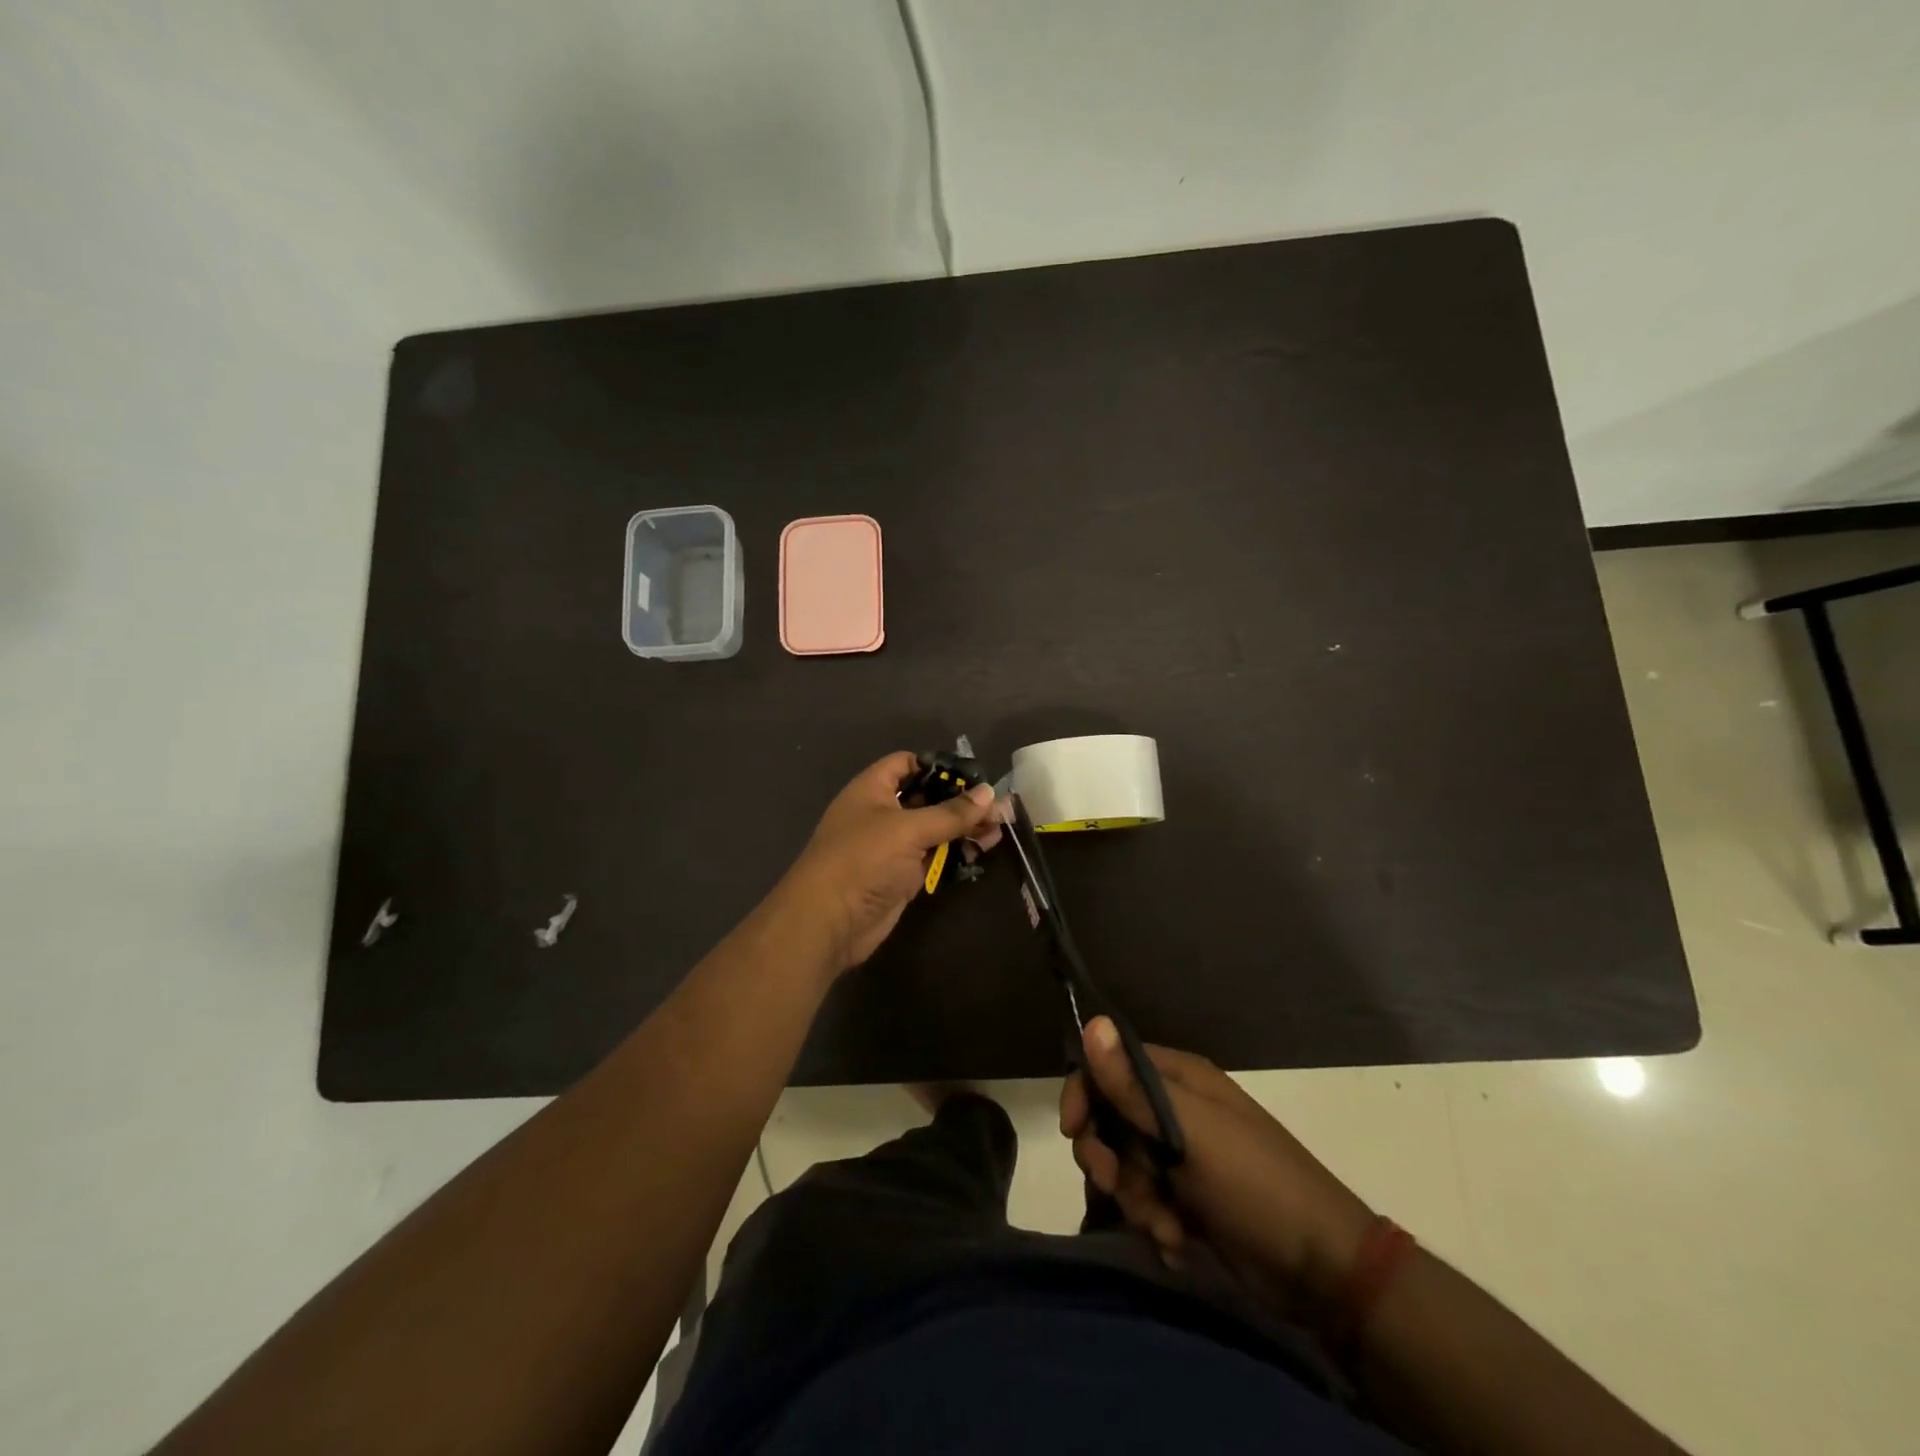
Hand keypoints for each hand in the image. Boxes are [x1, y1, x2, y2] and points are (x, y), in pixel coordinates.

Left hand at [779, 752, 999, 973]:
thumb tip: (989, 793)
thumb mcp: (908, 829)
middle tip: (998, 806)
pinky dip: (956, 853)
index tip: (972, 774)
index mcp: (872, 789)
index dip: (937, 765)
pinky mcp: (902, 876)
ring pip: (933, 829)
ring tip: (999, 828)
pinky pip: (933, 857)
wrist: (829, 922)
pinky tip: (984, 849)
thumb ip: (950, 813)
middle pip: (925, 797)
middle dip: (960, 800)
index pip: (907, 764)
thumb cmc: (863, 860)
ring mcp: (892, 847)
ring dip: (963, 828)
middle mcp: (881, 813)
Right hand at [1060, 1017, 1377, 1319]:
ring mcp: (1183, 1155)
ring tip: (1165, 1227)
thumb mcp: (1191, 1133)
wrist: (1323, 1270)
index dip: (1085, 1095)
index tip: (1075, 1134)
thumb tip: (1092, 1022)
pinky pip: (1146, 1200)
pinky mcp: (1189, 1198)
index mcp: (1179, 1079)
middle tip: (1118, 1186)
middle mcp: (1176, 1109)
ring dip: (1134, 1200)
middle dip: (1109, 1159)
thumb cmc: (1255, 1185)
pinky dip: (1154, 1222)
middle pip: (1110, 1120)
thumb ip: (1134, 1086)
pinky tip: (1177, 1242)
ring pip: (1125, 1166)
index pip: (1109, 1067)